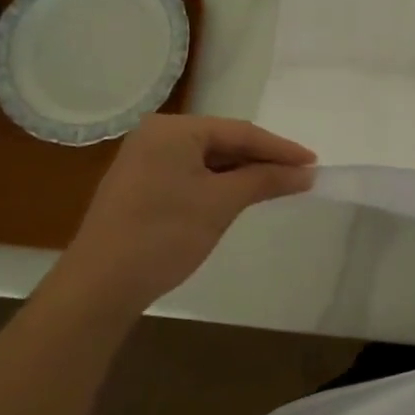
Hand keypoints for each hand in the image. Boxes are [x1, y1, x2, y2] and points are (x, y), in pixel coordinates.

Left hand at [57, 115, 315, 308]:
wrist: (100, 284)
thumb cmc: (164, 234)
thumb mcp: (222, 203)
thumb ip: (265, 179)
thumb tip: (306, 172)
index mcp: (173, 129)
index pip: (240, 131)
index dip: (280, 148)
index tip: (314, 163)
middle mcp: (156, 135)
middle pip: (223, 141)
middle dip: (262, 159)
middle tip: (301, 174)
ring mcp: (145, 159)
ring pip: (207, 159)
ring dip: (242, 172)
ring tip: (279, 185)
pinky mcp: (141, 184)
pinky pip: (190, 173)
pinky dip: (218, 183)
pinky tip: (241, 195)